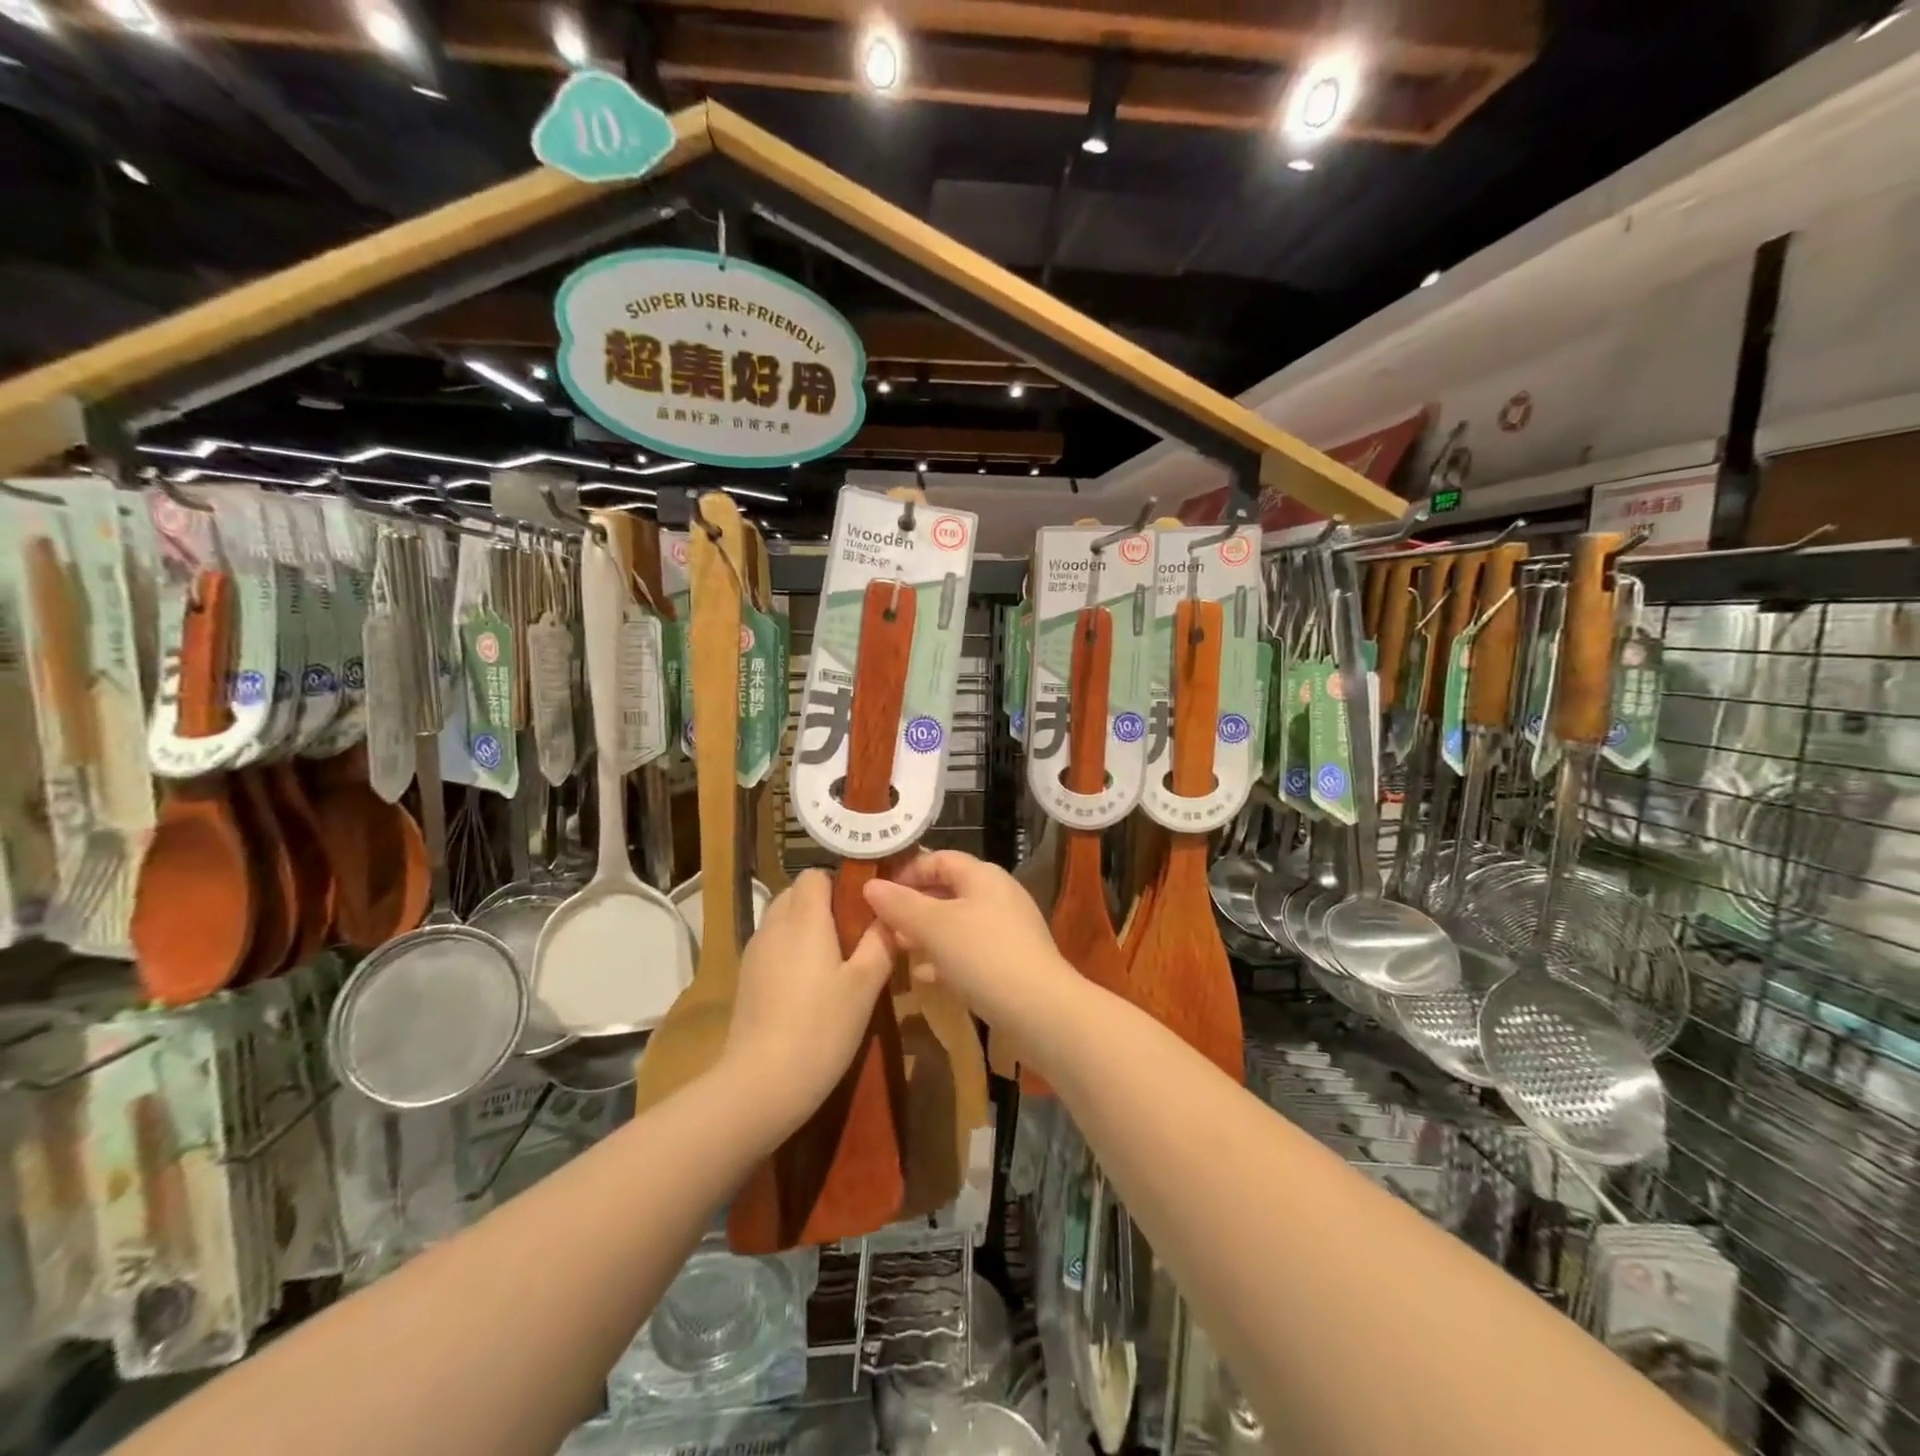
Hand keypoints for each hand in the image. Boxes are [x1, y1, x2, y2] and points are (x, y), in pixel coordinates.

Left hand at [721, 869, 894, 1135]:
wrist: (762, 1082)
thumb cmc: (822, 1026)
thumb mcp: (865, 984)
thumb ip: (880, 941)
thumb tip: (889, 913)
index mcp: (804, 918)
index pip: (814, 874)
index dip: (840, 883)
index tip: (865, 906)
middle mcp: (774, 925)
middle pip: (796, 894)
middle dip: (825, 905)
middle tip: (856, 935)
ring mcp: (755, 953)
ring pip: (783, 920)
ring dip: (807, 929)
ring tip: (836, 962)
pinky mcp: (746, 979)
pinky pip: (773, 946)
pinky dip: (791, 951)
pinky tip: (810, 987)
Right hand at [863, 850, 1076, 1028]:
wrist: (1041, 1011)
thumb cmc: (984, 956)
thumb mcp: (934, 927)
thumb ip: (901, 905)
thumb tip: (871, 886)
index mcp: (983, 876)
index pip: (940, 859)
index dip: (908, 871)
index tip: (879, 893)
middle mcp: (998, 895)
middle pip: (948, 890)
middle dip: (914, 906)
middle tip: (884, 925)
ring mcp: (1008, 930)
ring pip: (957, 923)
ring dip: (927, 934)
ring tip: (899, 950)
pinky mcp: (1011, 962)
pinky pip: (971, 951)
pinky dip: (946, 958)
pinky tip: (926, 977)